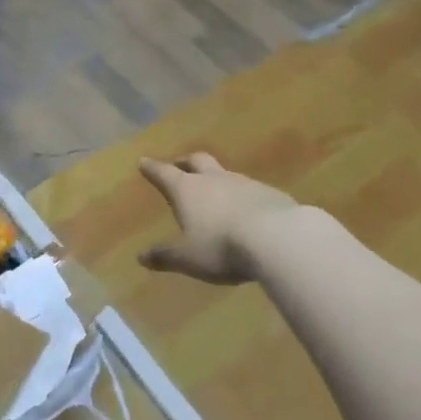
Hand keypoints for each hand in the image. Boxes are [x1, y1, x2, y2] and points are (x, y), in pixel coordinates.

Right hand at [138, 153, 301, 284]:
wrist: (279, 239)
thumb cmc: (222, 246)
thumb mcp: (188, 258)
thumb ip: (165, 256)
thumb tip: (140, 257)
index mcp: (188, 190)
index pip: (164, 173)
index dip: (152, 168)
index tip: (144, 162)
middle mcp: (214, 179)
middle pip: (197, 161)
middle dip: (185, 162)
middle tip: (179, 165)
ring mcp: (245, 183)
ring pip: (225, 174)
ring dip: (217, 179)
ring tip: (215, 192)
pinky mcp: (271, 193)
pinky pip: (251, 190)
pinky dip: (243, 196)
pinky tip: (248, 211)